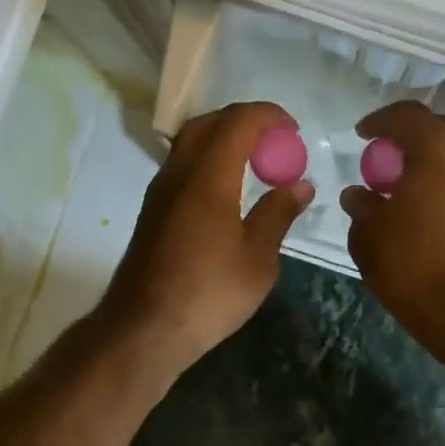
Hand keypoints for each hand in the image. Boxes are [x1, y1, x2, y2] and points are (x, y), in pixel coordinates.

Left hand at [98, 102, 312, 378]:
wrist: (144, 329)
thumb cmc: (209, 294)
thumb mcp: (258, 259)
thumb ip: (278, 214)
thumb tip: (299, 184)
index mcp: (208, 178)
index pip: (237, 123)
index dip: (268, 116)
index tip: (293, 130)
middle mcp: (178, 174)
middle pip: (207, 124)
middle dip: (243, 121)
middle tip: (274, 141)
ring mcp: (159, 192)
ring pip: (189, 144)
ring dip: (222, 139)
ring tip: (255, 162)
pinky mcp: (152, 211)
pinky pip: (182, 166)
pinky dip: (208, 161)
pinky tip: (228, 189)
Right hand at [340, 101, 444, 359]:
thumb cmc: (415, 266)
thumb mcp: (370, 234)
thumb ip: (361, 205)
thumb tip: (359, 194)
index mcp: (439, 150)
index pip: (407, 115)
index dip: (380, 121)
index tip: (361, 135)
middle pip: (436, 132)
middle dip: (406, 142)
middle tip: (381, 162)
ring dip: (427, 166)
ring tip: (401, 190)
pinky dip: (444, 185)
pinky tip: (424, 210)